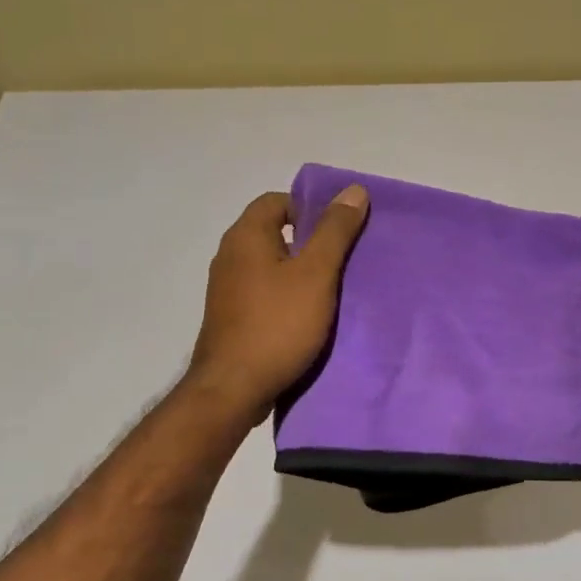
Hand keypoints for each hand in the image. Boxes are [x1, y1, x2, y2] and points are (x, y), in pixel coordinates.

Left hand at [185, 185, 369, 427]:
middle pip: (274, 231)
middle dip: (310, 241)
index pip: (277, 200)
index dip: (310, 208)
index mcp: (246, 236)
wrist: (233, 389)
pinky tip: (309, 315)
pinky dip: (287, 294)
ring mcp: (227, 288)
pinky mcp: (231, 316)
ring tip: (332, 288)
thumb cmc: (278, 325)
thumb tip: (353, 190)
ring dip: (300, 271)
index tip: (339, 231)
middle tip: (344, 259)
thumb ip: (334, 231)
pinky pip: (264, 291)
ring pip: (271, 264)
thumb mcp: (316, 274)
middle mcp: (230, 255)